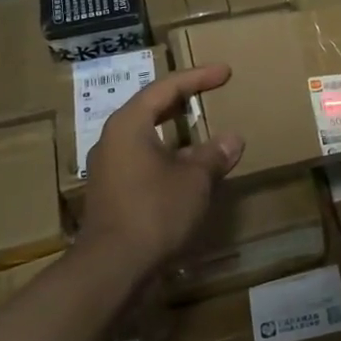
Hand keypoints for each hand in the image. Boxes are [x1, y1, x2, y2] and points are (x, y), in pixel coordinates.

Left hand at [79, 65, 243, 282]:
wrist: (112, 269)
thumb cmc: (154, 210)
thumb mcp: (194, 179)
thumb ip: (214, 155)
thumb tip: (232, 139)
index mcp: (129, 124)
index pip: (166, 88)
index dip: (198, 77)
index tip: (224, 72)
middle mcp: (112, 140)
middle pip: (151, 109)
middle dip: (182, 101)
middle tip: (210, 92)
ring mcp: (108, 169)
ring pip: (146, 138)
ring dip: (176, 134)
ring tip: (203, 132)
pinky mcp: (111, 194)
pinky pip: (143, 162)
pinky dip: (168, 158)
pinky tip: (188, 170)